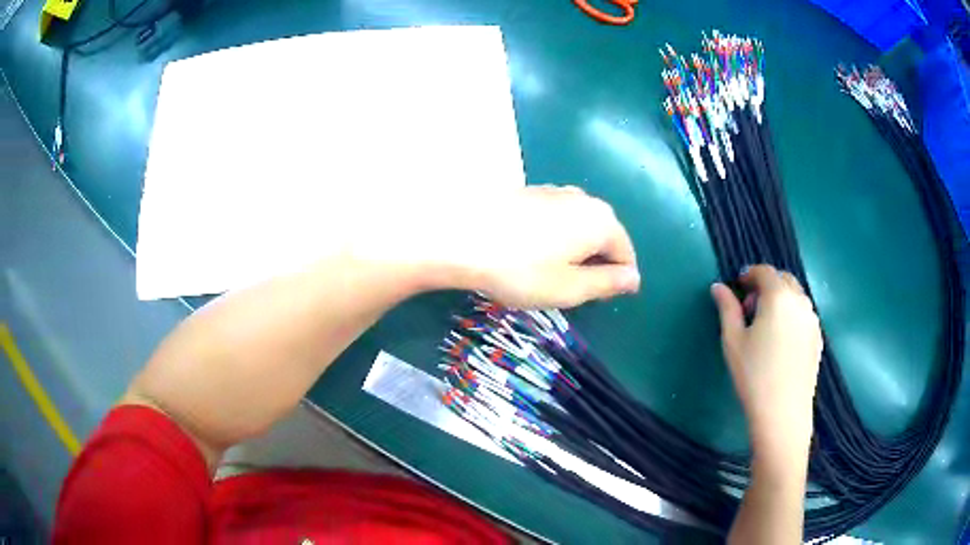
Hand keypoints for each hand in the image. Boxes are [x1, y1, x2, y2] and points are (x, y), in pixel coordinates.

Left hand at [452, 185, 639, 307]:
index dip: (615, 281)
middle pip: (604, 236)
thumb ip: (608, 283)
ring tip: (544, 271)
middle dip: (594, 263)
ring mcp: (555, 190)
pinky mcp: (530, 191)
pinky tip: (527, 251)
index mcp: (601, 221)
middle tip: (566, 288)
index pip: (626, 255)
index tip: (590, 299)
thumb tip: (634, 278)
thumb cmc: (520, 270)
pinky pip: (556, 218)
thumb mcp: (570, 288)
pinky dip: (552, 237)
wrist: (459, 237)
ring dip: (573, 250)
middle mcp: (584, 198)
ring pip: (579, 226)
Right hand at [710, 265, 822, 463]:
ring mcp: (812, 319)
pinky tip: (782, 339)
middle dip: (766, 285)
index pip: (764, 271)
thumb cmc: (754, 375)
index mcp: (778, 296)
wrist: (783, 412)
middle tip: (750, 307)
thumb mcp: (733, 341)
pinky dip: (792, 314)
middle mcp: (800, 301)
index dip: (749, 274)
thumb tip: (718, 287)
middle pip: (784, 279)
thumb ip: (727, 308)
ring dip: (780, 298)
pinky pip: (804, 314)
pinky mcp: (818, 337)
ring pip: (796, 296)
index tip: (738, 286)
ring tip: (766, 324)